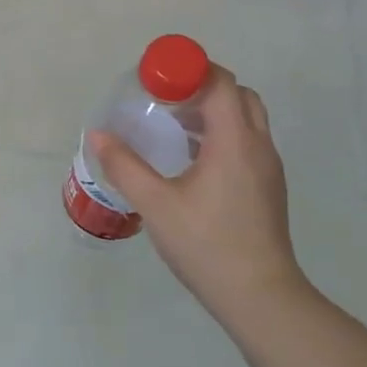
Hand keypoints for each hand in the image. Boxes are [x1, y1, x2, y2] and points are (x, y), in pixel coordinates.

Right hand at [88, 65, 306, 323]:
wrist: (260, 296)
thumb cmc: (206, 245)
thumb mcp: (156, 204)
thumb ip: (125, 166)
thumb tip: (98, 135)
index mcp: (234, 142)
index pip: (220, 83)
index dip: (189, 70)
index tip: (155, 77)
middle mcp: (258, 146)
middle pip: (238, 94)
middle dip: (202, 86)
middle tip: (165, 98)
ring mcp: (268, 168)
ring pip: (246, 118)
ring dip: (213, 110)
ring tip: (173, 125)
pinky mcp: (267, 187)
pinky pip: (247, 141)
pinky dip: (221, 133)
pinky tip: (191, 159)